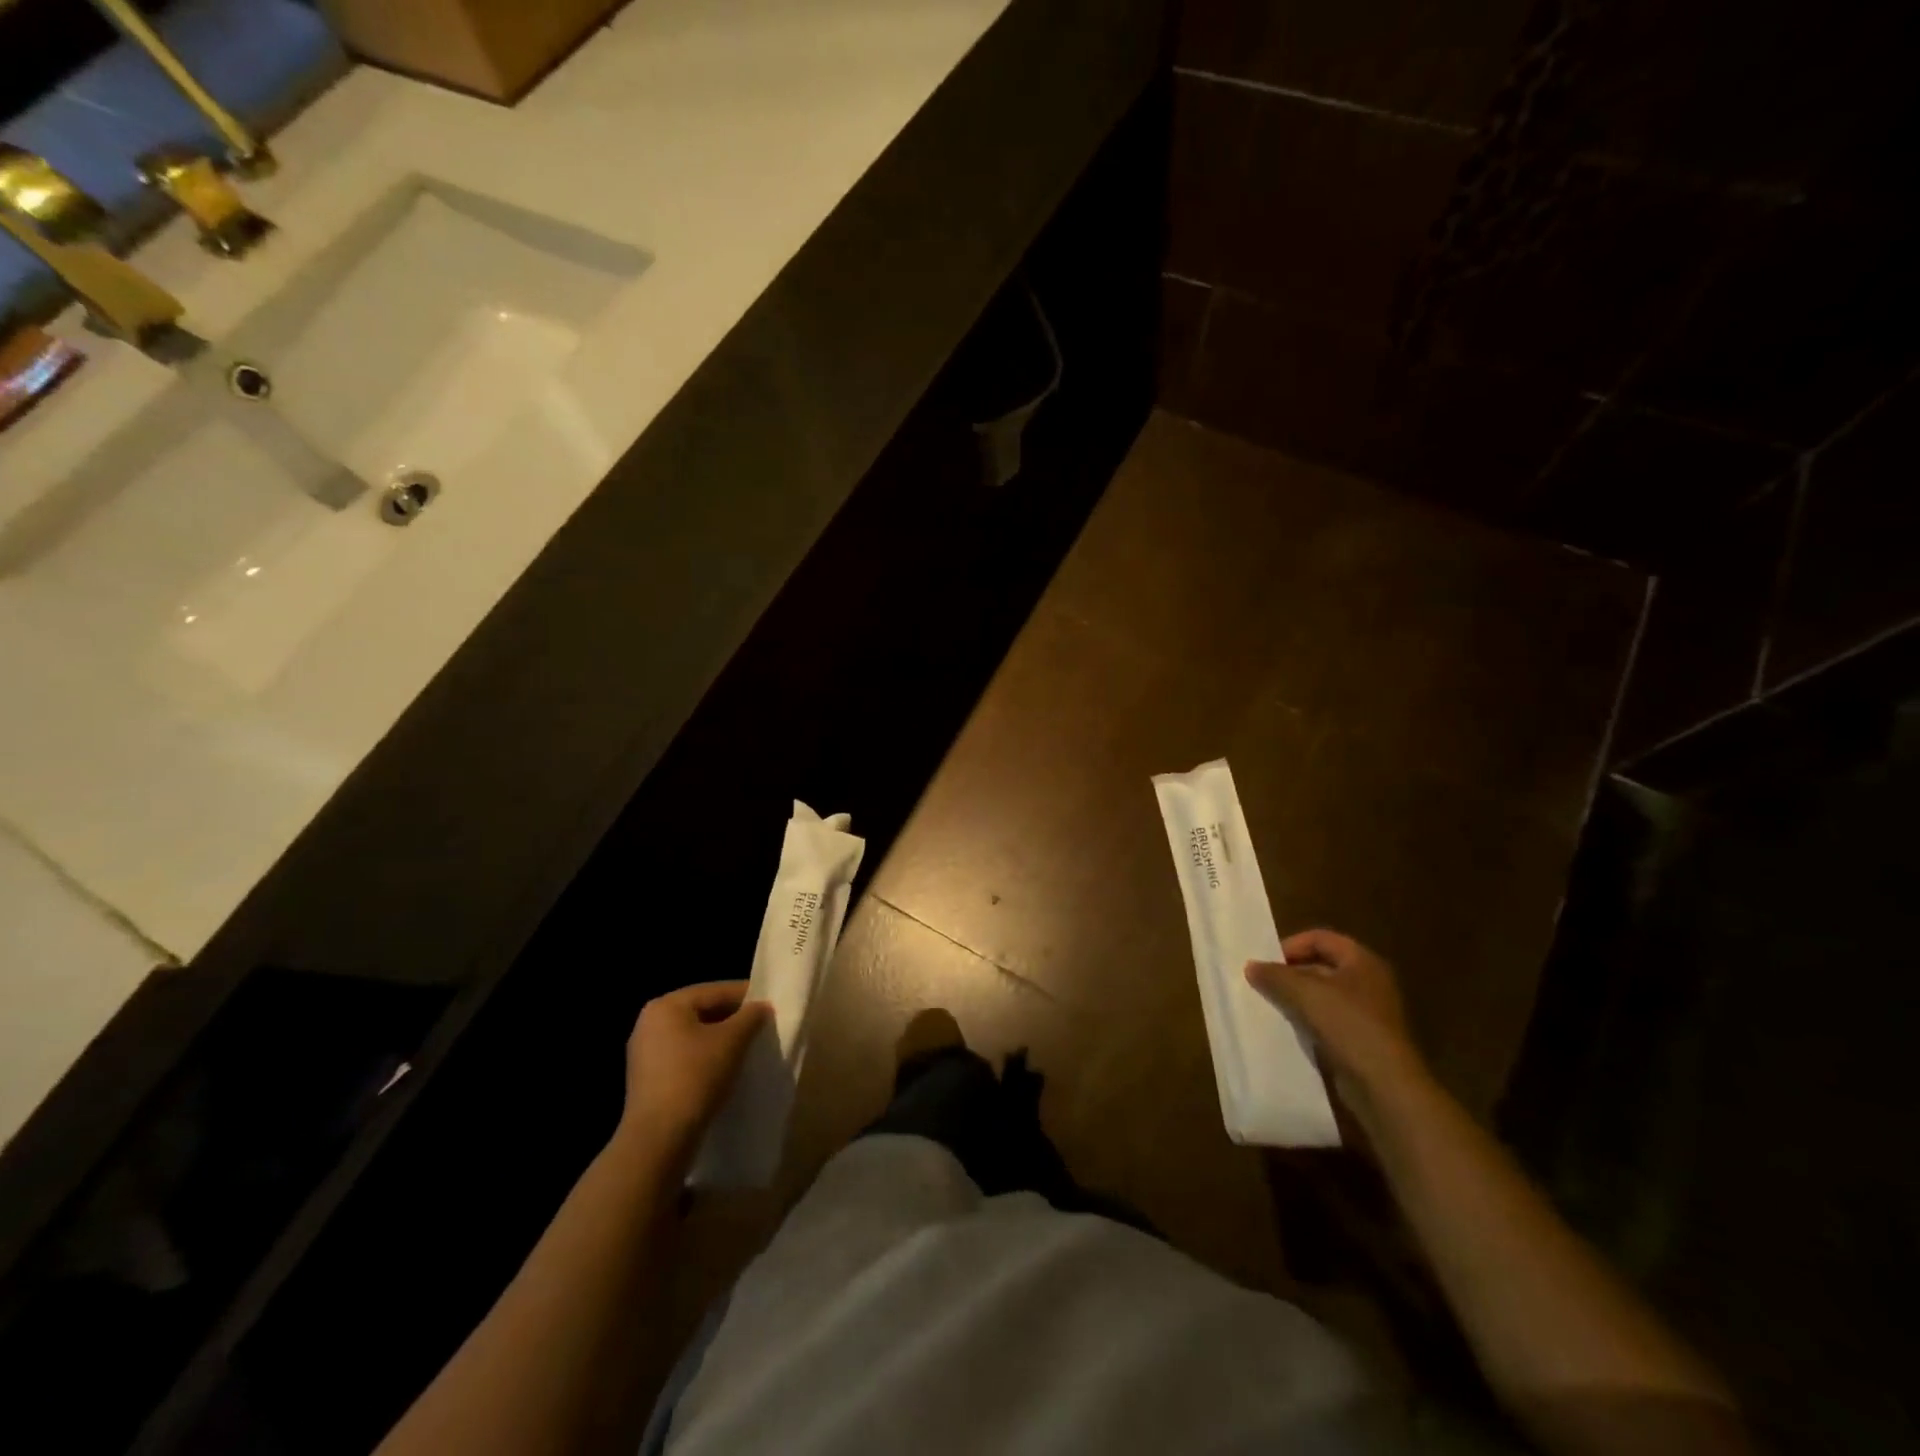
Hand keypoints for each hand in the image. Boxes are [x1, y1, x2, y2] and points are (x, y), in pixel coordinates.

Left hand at [621, 981, 770, 1159]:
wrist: (659, 1139)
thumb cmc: (696, 1077)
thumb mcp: (732, 1041)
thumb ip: (751, 1016)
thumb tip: (761, 1007)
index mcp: (666, 1005)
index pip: (715, 991)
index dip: (747, 997)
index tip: (770, 1007)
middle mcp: (650, 1022)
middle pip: (702, 1011)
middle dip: (733, 1019)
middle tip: (761, 1028)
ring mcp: (644, 1052)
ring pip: (694, 1036)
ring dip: (720, 1041)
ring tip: (747, 1050)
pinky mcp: (647, 1079)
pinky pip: (683, 1057)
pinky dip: (705, 1059)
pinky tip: (725, 1071)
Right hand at [1247, 930, 1427, 1115]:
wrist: (1385, 1086)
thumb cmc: (1348, 1025)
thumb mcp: (1305, 993)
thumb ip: (1275, 976)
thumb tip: (1250, 966)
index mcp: (1362, 961)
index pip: (1320, 938)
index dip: (1291, 945)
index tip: (1266, 962)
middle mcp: (1368, 982)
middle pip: (1321, 966)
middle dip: (1290, 973)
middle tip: (1263, 984)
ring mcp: (1367, 1013)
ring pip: (1322, 996)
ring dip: (1296, 999)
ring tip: (1270, 1006)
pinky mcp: (1361, 1040)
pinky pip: (1327, 1021)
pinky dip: (1307, 1021)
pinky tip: (1288, 1030)